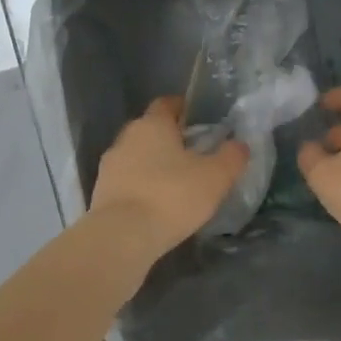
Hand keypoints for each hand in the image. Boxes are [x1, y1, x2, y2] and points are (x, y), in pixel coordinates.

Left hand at [89, 97, 247, 255]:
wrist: (121, 236)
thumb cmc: (171, 196)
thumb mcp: (215, 177)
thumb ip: (231, 157)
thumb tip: (240, 144)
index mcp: (152, 124)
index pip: (166, 104)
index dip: (182, 108)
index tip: (198, 120)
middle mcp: (126, 137)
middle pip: (149, 129)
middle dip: (168, 138)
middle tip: (192, 154)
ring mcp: (109, 166)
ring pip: (136, 156)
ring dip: (152, 164)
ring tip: (174, 183)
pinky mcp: (100, 192)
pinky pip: (126, 181)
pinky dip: (140, 186)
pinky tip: (155, 204)